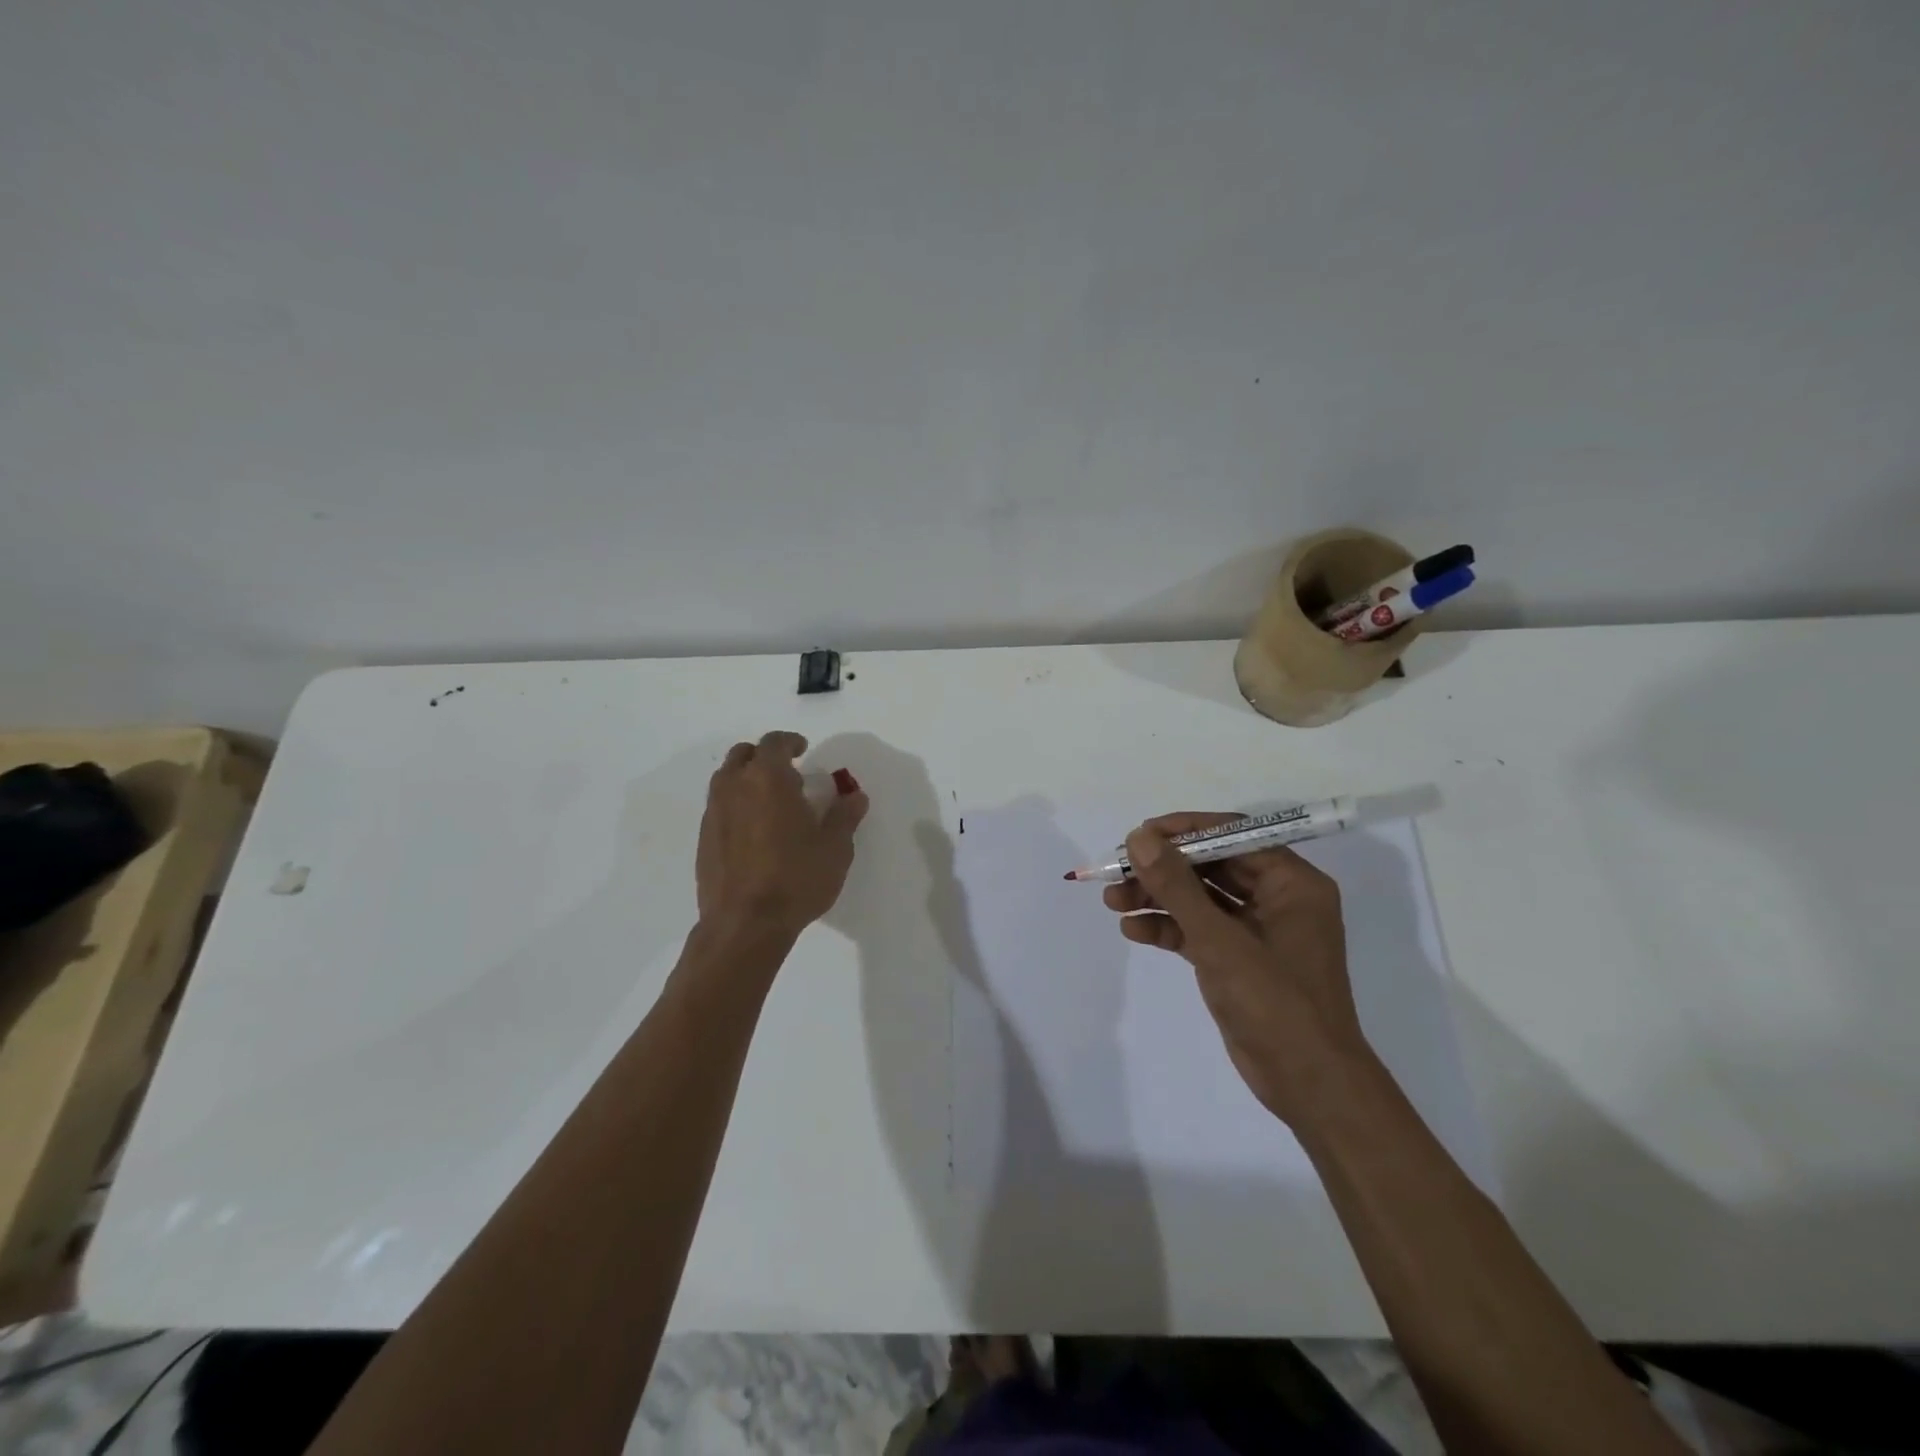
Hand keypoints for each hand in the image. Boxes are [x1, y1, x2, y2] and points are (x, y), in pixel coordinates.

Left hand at [695, 731, 868, 941]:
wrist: (745, 924)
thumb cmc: (796, 878)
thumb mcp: (835, 848)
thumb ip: (845, 816)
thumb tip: (854, 796)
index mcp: (767, 778)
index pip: (774, 743)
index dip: (790, 742)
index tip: (803, 749)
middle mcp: (734, 787)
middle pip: (743, 755)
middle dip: (764, 757)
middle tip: (787, 774)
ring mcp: (713, 813)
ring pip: (726, 779)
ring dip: (747, 780)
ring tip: (770, 802)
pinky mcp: (704, 839)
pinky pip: (719, 807)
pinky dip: (736, 806)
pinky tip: (754, 831)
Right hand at [1103, 813, 1372, 1125]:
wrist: (1309, 1085)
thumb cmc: (1275, 1002)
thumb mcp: (1219, 939)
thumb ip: (1177, 885)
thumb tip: (1140, 837)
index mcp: (1292, 883)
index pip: (1233, 835)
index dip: (1183, 832)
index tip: (1139, 835)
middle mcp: (1277, 899)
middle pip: (1210, 867)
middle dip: (1162, 870)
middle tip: (1116, 870)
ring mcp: (1257, 931)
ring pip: (1199, 899)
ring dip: (1157, 898)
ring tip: (1112, 900)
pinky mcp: (1238, 959)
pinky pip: (1198, 930)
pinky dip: (1167, 928)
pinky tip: (1132, 930)